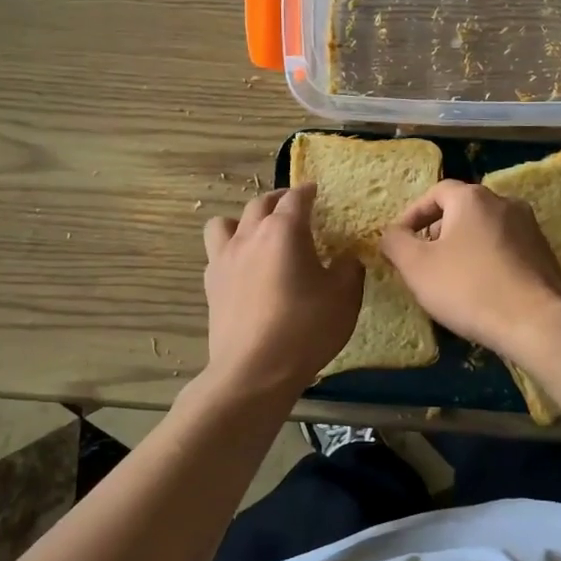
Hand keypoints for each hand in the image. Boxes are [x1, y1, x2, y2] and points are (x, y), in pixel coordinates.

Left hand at [202, 184, 362, 397]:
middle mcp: (250, 235)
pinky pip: (217, 252)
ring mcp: (225, 259)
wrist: (254, 370)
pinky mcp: (211, 284)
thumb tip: (346, 257)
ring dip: (243, 220)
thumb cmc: (306, 328)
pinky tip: (243, 267)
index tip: (315, 191)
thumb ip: (349, 269)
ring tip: (258, 233)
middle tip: (292, 206)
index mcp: (284, 231)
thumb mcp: (344, 298)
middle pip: (260, 203)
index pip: (296, 198)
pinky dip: (230, 250)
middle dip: (278, 200)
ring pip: (225, 222)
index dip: (307, 191)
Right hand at [378, 181, 560, 359]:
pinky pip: (506, 251)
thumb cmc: (469, 288)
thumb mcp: (417, 266)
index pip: (435, 193)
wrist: (537, 323)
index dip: (413, 215)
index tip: (400, 241)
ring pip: (486, 231)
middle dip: (438, 232)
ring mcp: (531, 229)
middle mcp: (505, 203)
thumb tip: (390, 234)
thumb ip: (395, 243)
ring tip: (450, 279)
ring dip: (464, 248)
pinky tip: (481, 291)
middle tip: (423, 261)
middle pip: (462, 210)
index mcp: (473, 198)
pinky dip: (488, 262)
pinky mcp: (545, 256)